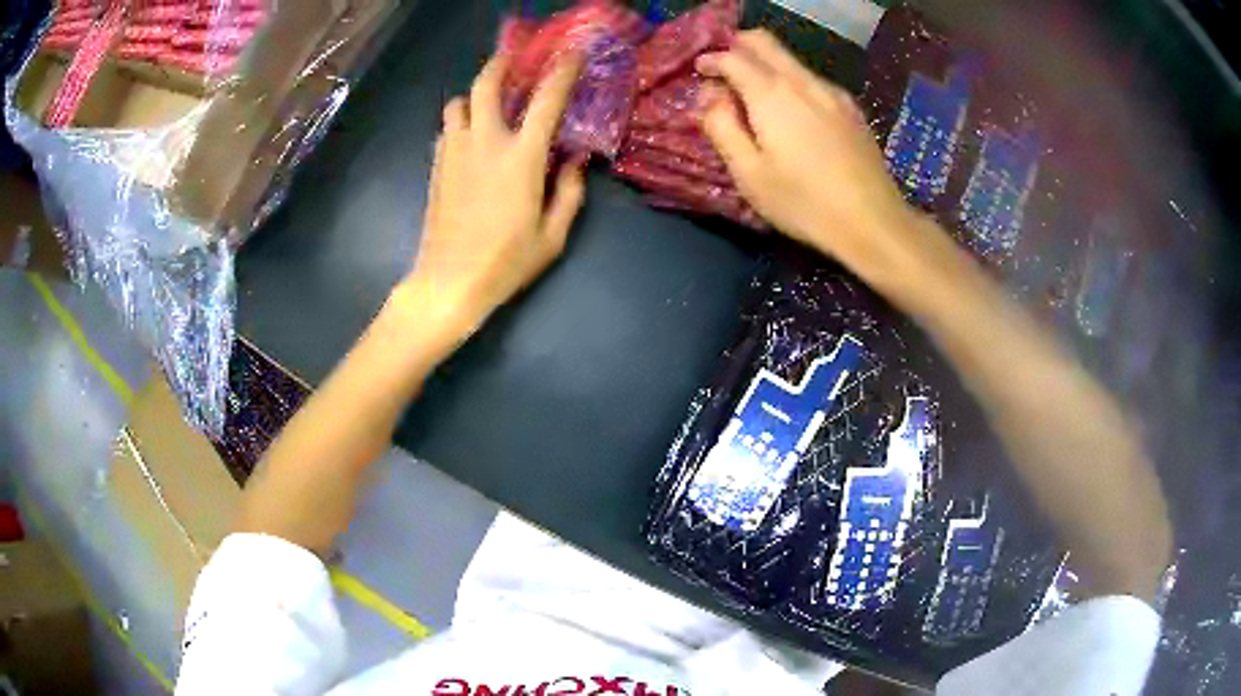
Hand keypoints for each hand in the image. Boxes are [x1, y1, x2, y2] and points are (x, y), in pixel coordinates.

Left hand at [395, 53, 585, 349]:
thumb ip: (569, 192)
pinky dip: (459, 123)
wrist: (449, 282)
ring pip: (457, 104)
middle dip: (499, 64)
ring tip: (486, 104)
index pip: (546, 100)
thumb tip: (577, 161)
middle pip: (485, 85)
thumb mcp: (553, 235)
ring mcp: (454, 152)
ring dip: (473, 96)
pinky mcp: (436, 167)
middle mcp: (484, 143)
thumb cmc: (506, 262)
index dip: (562, 72)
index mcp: (521, 157)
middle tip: (511, 58)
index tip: (572, 54)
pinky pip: (446, 130)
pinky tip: (469, 138)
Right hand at [697, 31, 922, 283]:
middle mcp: (802, 81)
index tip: (699, 72)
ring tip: (755, 96)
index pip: (732, 56)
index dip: (710, 60)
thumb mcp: (749, 173)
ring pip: (791, 59)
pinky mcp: (851, 108)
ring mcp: (832, 92)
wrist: (873, 222)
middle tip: (723, 70)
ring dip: (765, 64)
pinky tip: (793, 113)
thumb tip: (710, 96)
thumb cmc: (804, 203)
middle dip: (737, 47)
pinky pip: (812, 79)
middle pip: (764, 42)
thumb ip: (721, 126)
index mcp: (772, 94)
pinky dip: (792, 82)